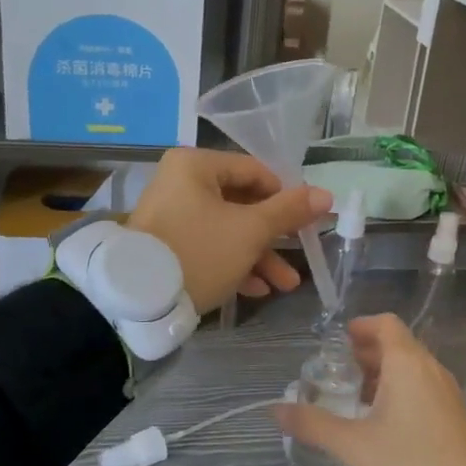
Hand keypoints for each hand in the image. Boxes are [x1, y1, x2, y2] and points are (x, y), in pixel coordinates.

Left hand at [127, 148, 331, 312]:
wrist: (139, 299)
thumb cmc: (200, 251)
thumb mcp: (250, 231)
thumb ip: (289, 211)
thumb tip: (326, 194)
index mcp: (195, 166)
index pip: (254, 171)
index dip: (286, 196)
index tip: (306, 222)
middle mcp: (180, 183)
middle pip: (242, 204)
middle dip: (274, 237)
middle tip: (300, 257)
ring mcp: (172, 216)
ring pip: (227, 230)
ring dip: (259, 257)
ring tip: (285, 285)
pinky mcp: (168, 245)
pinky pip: (209, 247)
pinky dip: (233, 264)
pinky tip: (256, 290)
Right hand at [274, 314, 465, 465]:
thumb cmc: (409, 464)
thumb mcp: (353, 446)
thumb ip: (313, 424)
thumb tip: (276, 410)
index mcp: (407, 364)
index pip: (385, 324)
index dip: (361, 327)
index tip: (338, 341)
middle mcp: (431, 369)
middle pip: (398, 345)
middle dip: (367, 352)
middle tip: (339, 371)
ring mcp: (448, 393)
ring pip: (412, 368)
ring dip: (384, 374)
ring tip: (356, 397)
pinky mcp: (456, 417)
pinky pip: (424, 388)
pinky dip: (401, 391)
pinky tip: (384, 422)